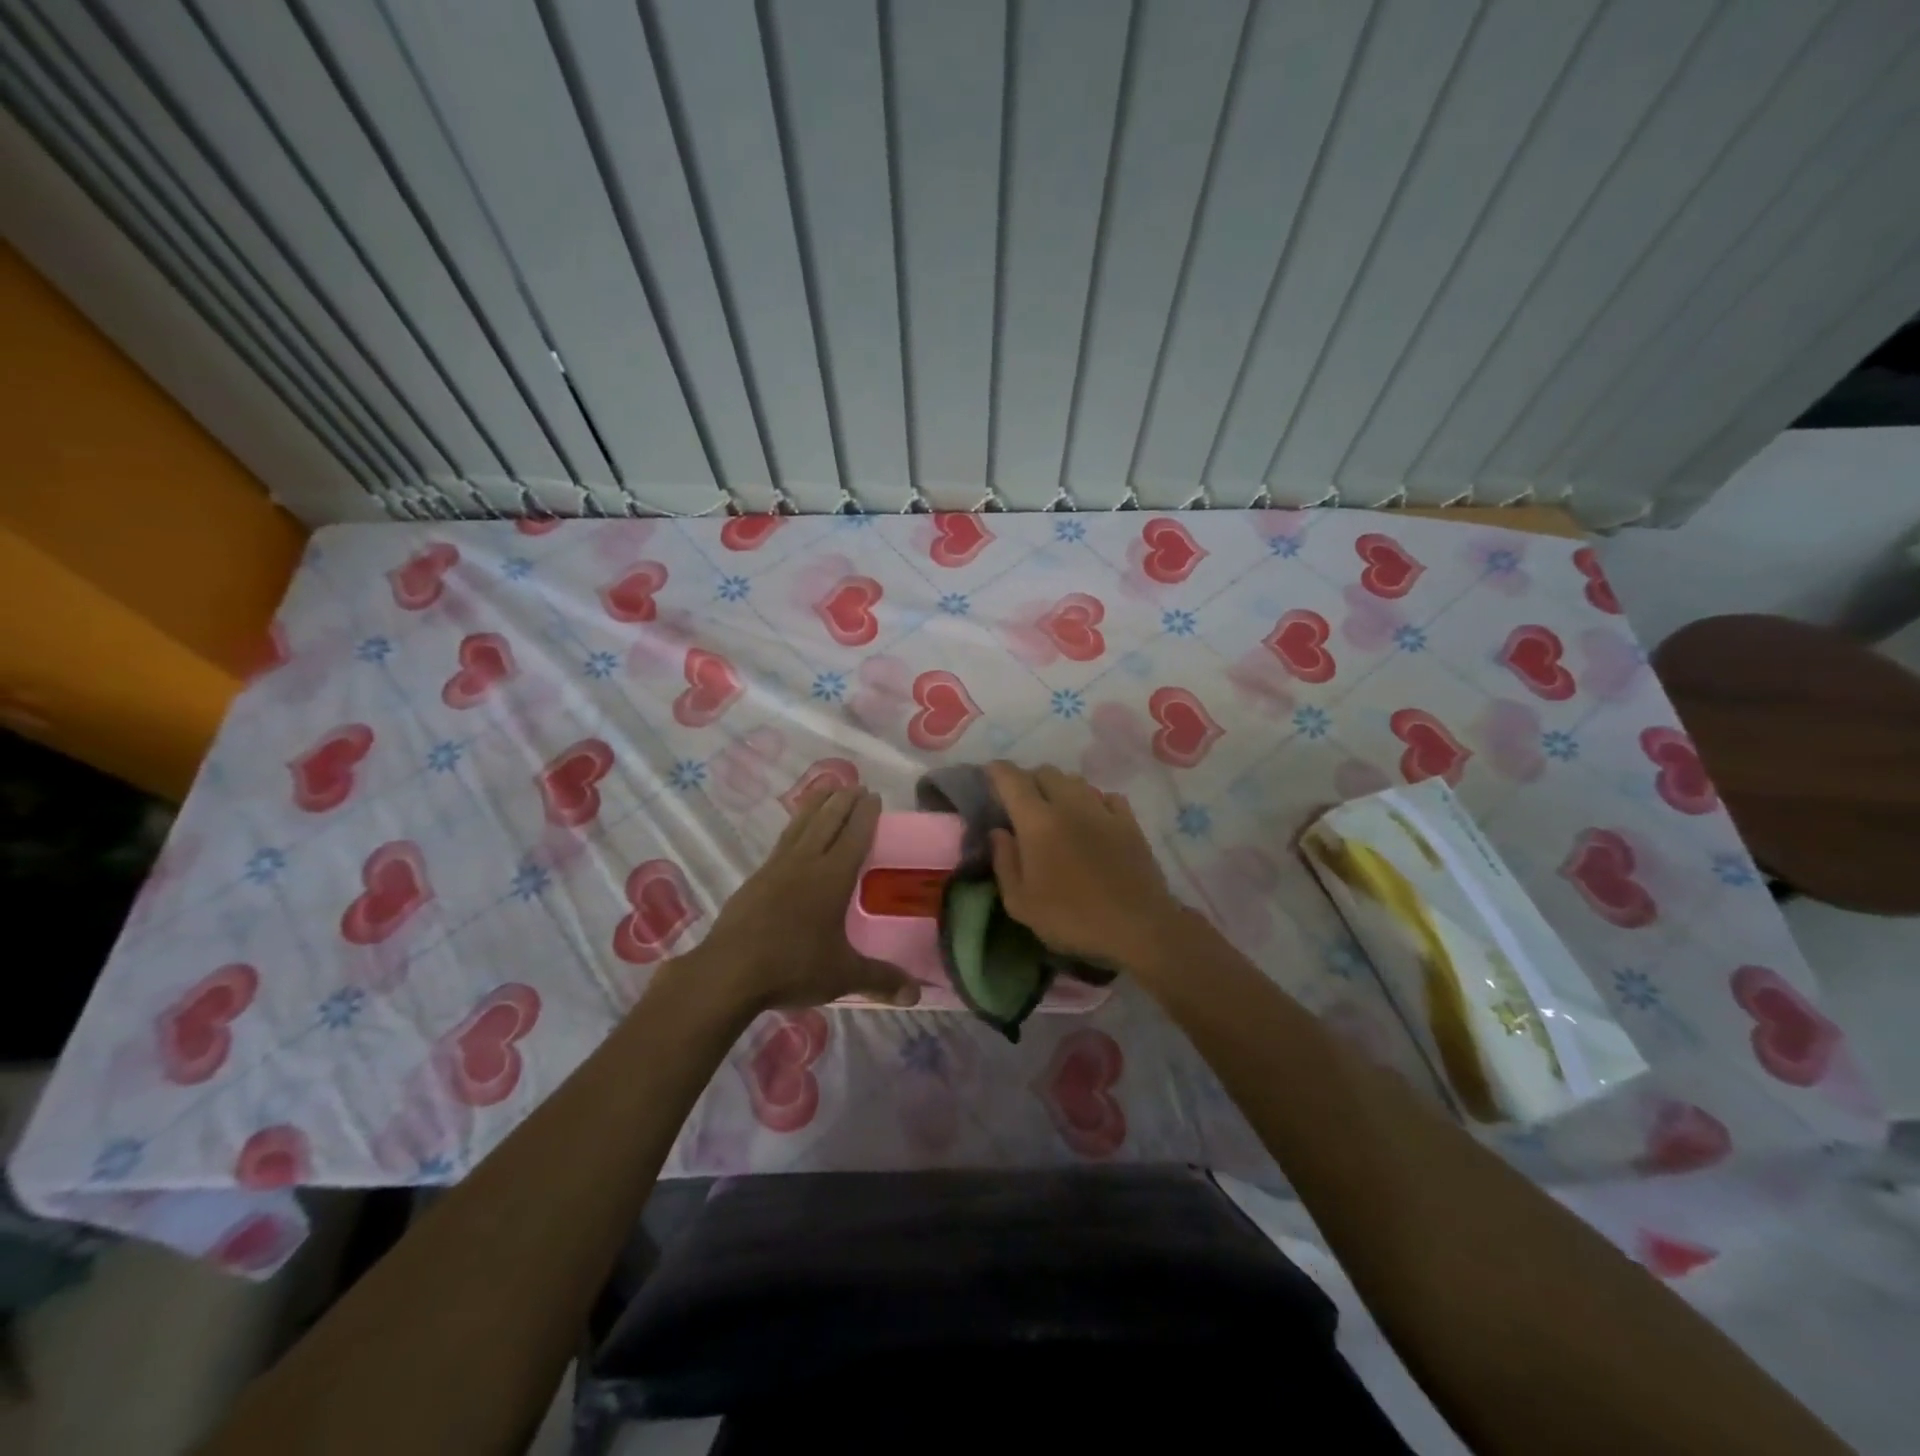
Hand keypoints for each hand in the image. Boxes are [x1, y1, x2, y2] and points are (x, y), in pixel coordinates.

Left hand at [683, 787, 920, 1013]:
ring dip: (816, 804)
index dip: (866, 814)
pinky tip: (794, 831)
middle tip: (856, 785)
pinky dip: (795, 826)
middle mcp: (806, 863)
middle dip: (844, 801)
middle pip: (828, 821)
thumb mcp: (843, 975)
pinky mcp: (755, 878)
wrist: (729, 971)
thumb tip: (916, 995)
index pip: (854, 836)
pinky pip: (782, 841)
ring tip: (826, 788)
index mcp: (832, 877)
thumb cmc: (793, 966)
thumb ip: (880, 979)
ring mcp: (776, 868)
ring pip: (801, 825)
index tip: (874, 795)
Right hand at [985, 762, 1187, 970]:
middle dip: (1029, 779)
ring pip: (1076, 781)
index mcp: (1037, 822)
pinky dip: (1094, 801)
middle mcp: (1070, 805)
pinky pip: (1107, 797)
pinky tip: (1093, 819)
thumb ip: (1004, 862)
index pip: (1012, 780)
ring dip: (1060, 788)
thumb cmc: (1071, 919)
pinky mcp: (1129, 823)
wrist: (1137, 929)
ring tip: (1057, 810)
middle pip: (1046, 772)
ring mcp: (1103, 811)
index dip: (997, 771)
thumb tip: (998, 832)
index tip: (989, 773)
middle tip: (1022, 801)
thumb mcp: (1021, 903)